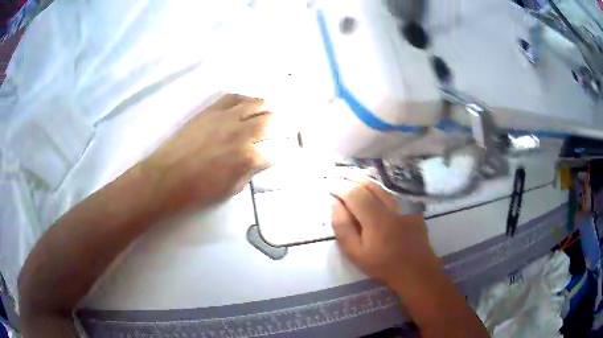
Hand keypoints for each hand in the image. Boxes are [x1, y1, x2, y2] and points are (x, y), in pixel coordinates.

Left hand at [143, 94, 273, 213]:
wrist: (169, 176)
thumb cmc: (199, 189)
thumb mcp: (231, 189)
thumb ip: (249, 172)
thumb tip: (257, 160)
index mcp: (248, 157)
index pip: (276, 151)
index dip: (280, 152)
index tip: (279, 152)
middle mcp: (241, 133)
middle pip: (272, 121)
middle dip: (281, 125)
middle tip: (282, 127)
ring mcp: (226, 118)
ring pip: (256, 103)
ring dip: (266, 108)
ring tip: (268, 111)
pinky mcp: (211, 110)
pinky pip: (233, 97)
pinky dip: (244, 99)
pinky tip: (245, 105)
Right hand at [330, 178, 439, 286]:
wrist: (415, 269)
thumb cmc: (383, 265)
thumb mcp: (355, 254)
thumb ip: (343, 228)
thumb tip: (335, 204)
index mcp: (377, 219)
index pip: (354, 193)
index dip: (339, 186)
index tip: (328, 185)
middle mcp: (392, 205)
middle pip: (368, 183)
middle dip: (349, 176)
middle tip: (334, 173)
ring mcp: (405, 203)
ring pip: (379, 184)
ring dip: (361, 178)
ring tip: (347, 176)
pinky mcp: (411, 205)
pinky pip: (389, 190)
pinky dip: (375, 186)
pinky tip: (367, 187)